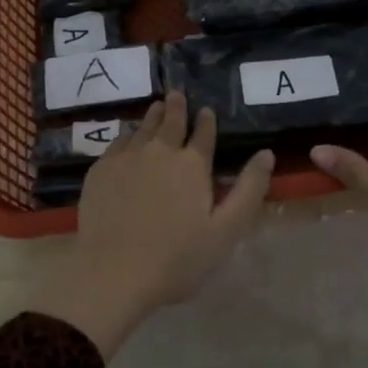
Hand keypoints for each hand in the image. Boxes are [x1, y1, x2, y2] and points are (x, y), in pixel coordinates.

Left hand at [27, 92, 274, 356]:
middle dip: (177, 107)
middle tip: (177, 94)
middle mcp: (160, 151)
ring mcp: (127, 158)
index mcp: (192, 164)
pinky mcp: (100, 170)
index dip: (206, 121)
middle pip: (170, 122)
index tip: (206, 110)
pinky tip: (127, 138)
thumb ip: (248, 189)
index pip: (203, 134)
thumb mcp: (226, 230)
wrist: (112, 272)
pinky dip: (127, 135)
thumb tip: (266, 153)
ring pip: (142, 128)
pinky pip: (117, 143)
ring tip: (157, 106)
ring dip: (153, 116)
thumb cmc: (177, 258)